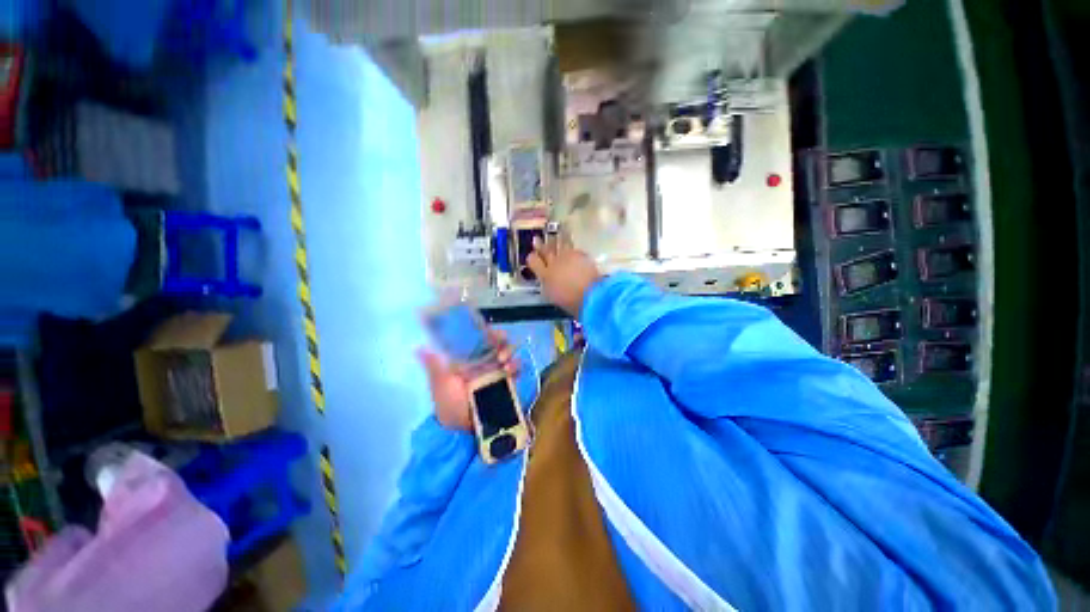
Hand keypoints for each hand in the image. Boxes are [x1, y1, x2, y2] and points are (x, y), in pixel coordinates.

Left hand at [417, 329, 518, 430]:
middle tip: (499, 341)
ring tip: (503, 360)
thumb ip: (434, 366)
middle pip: (496, 342)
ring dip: (508, 351)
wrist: (464, 431)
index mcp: (468, 359)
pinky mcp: (507, 382)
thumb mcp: (440, 384)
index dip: (485, 331)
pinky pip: (516, 369)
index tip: (487, 330)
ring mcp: (496, 371)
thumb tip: (418, 348)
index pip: (479, 338)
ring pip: (507, 353)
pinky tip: (510, 369)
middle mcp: (483, 362)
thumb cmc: (449, 405)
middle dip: (500, 339)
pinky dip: (516, 366)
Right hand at [527, 233, 601, 318]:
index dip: (532, 258)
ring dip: (555, 242)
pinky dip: (572, 250)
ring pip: (559, 245)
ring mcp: (567, 256)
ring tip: (553, 238)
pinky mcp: (581, 254)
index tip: (531, 256)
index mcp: (545, 276)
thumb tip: (548, 280)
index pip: (533, 262)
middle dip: (540, 245)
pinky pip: (573, 249)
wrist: (591, 295)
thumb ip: (549, 285)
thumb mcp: (554, 296)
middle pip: (545, 251)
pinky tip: (572, 250)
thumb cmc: (571, 302)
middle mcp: (554, 263)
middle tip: (536, 239)